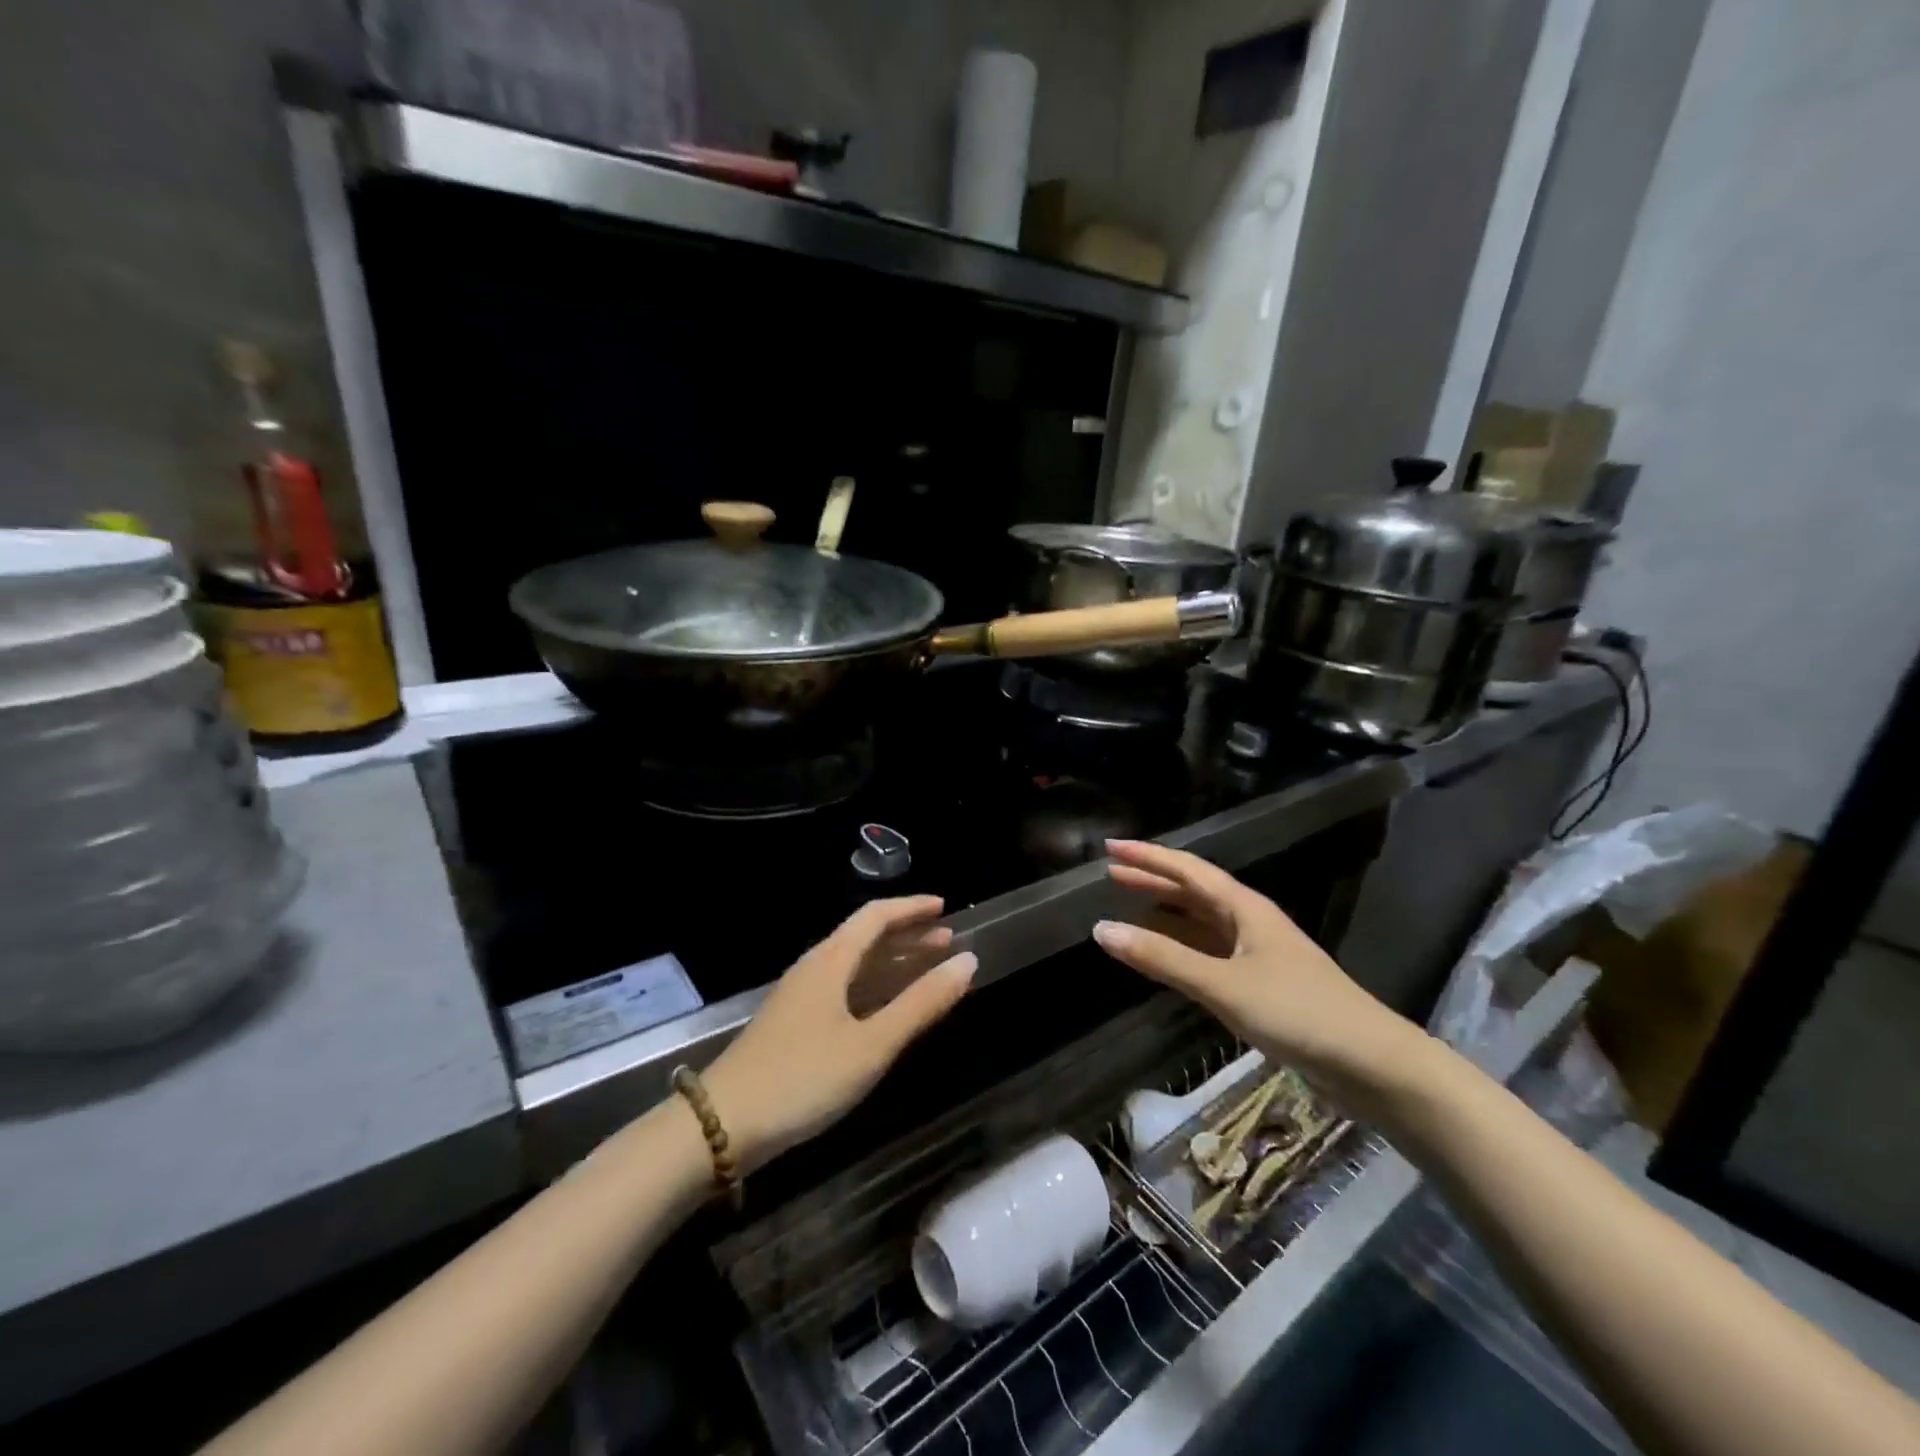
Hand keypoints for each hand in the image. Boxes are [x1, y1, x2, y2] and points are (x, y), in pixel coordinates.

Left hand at [703, 896, 975, 1172]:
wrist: (722, 1124)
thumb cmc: (804, 1077)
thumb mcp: (872, 1043)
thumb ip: (921, 1003)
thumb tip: (968, 961)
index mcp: (831, 960)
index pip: (876, 916)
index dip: (912, 908)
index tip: (944, 908)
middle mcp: (815, 968)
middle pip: (865, 937)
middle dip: (908, 935)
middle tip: (947, 940)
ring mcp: (801, 997)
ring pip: (855, 965)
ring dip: (892, 962)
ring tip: (928, 968)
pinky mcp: (793, 1024)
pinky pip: (844, 989)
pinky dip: (874, 987)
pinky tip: (888, 1008)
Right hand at [1091, 841, 1415, 1094]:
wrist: (1371, 1064)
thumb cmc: (1297, 1012)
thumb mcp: (1223, 984)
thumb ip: (1163, 958)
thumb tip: (1101, 930)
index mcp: (1245, 908)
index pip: (1187, 870)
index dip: (1148, 856)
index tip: (1110, 847)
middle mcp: (1250, 922)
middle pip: (1193, 892)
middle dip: (1152, 880)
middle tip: (1110, 875)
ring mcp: (1257, 953)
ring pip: (1201, 922)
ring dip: (1165, 913)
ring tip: (1128, 909)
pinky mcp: (1261, 984)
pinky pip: (1208, 952)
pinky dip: (1180, 948)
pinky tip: (1163, 957)